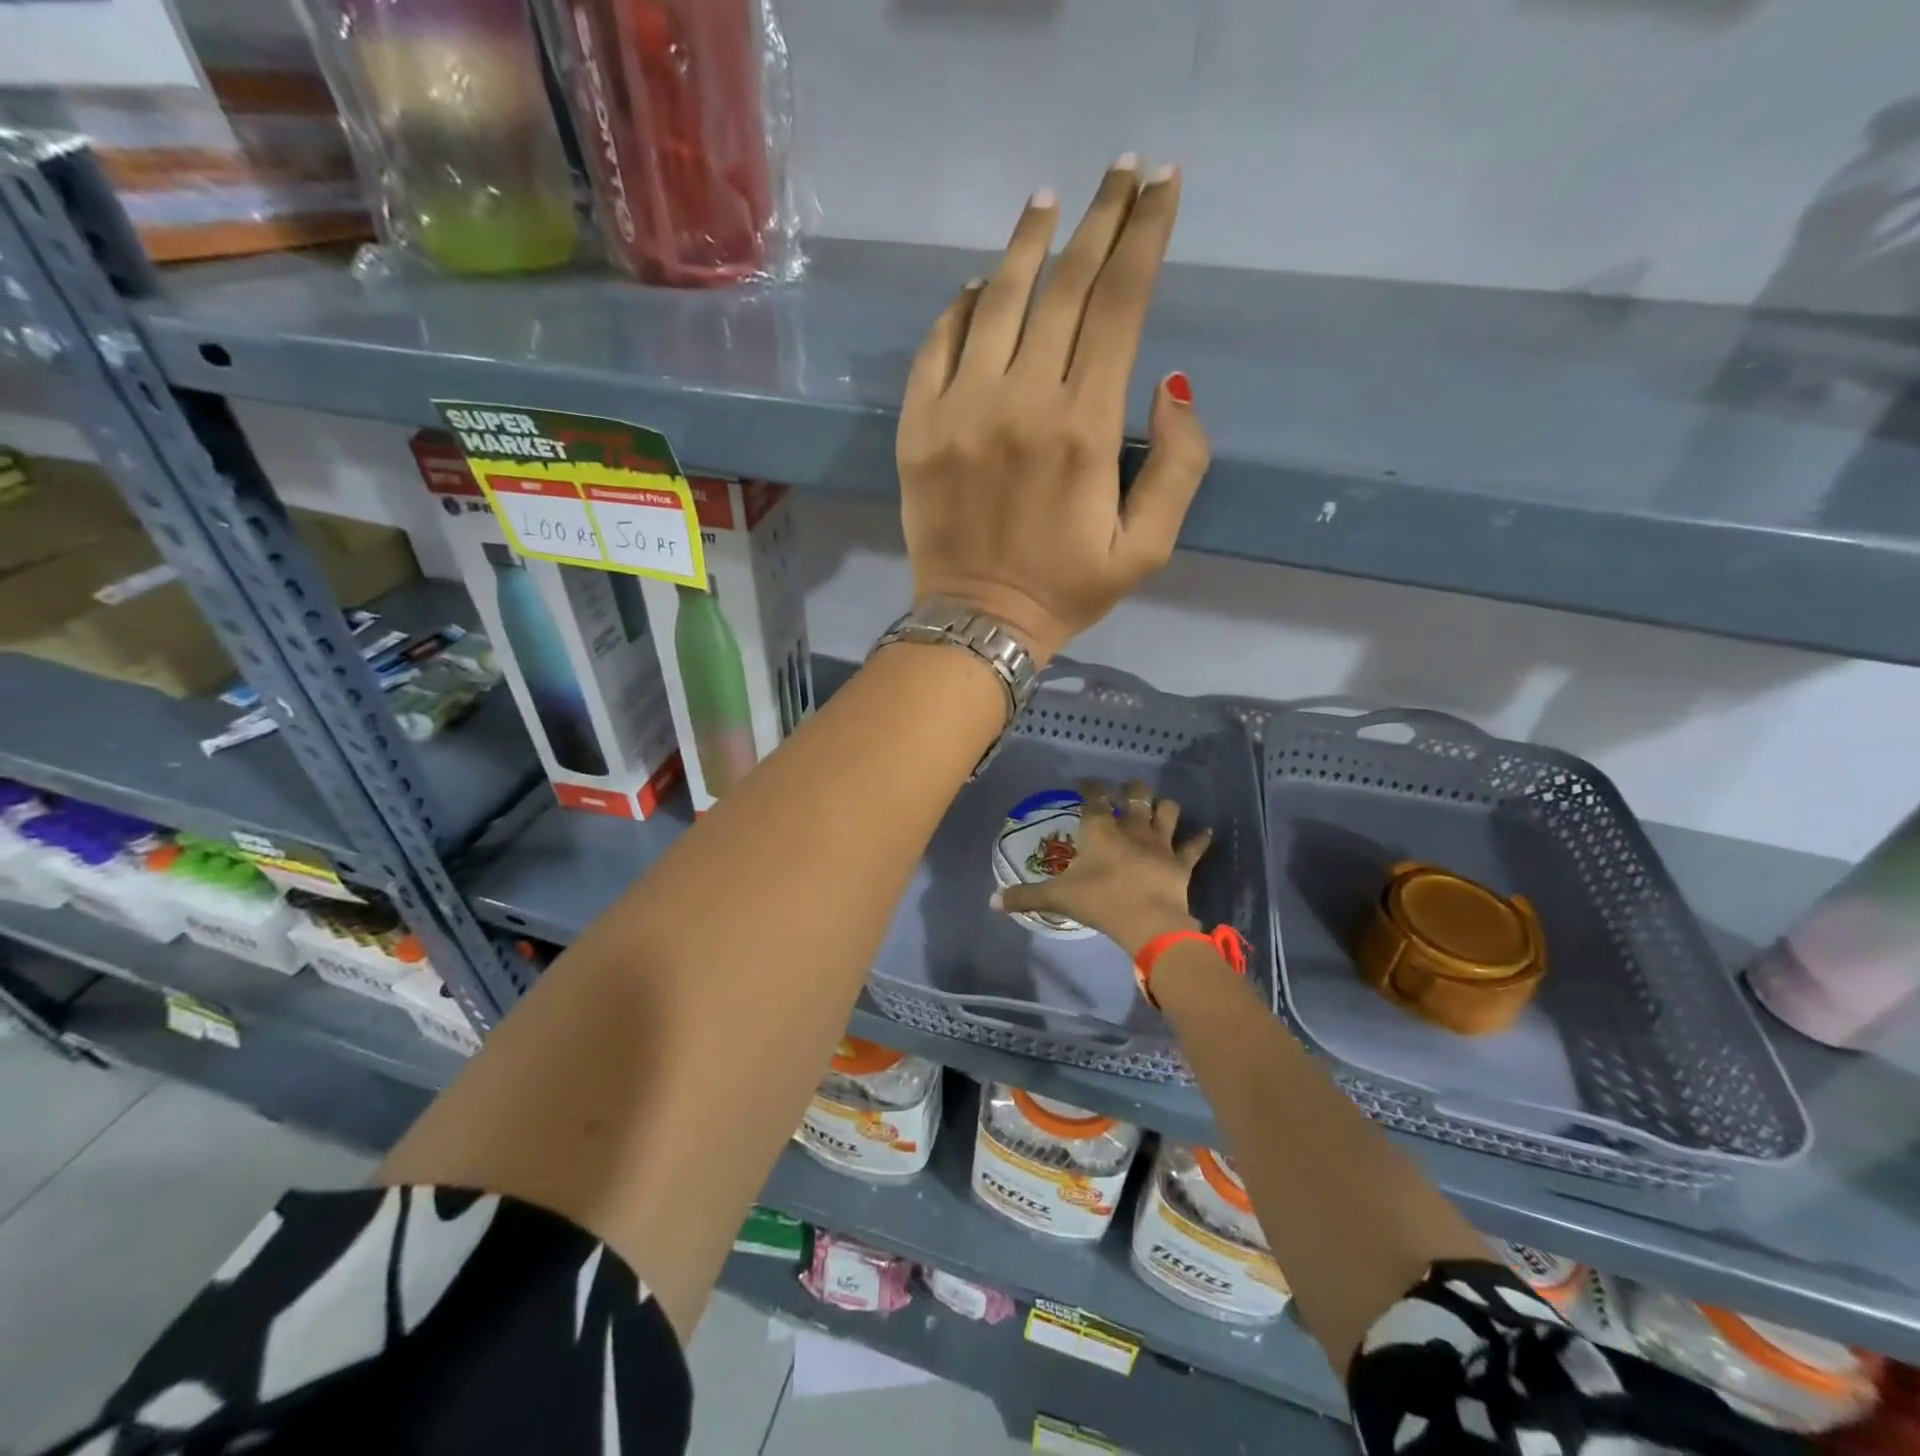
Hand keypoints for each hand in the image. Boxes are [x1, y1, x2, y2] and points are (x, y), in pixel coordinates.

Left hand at [895, 159, 1210, 663]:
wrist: (978, 622)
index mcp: (1083, 428)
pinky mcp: (917, 427)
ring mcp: (960, 410)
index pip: (1120, 304)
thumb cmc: (1067, 590)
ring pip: (997, 301)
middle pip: (1065, 286)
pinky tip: (979, 286)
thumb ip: (1178, 465)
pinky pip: (937, 345)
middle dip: (1099, 220)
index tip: (1161, 185)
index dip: (1145, 235)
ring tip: (1049, 204)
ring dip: (1028, 245)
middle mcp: (1020, 402)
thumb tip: (1172, 383)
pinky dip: (960, 307)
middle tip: (1119, 172)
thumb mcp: (1148, 548)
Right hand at [992, 779, 1211, 955]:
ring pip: (1166, 811)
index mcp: (1100, 830)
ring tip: (1160, 806)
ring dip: (1163, 807)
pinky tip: (1205, 832)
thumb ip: (1025, 897)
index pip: (1094, 798)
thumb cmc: (1099, 902)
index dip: (1090, 787)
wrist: (1147, 921)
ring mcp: (1160, 843)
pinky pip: (1194, 845)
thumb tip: (991, 901)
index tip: (1087, 782)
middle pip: (1135, 796)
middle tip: (1126, 790)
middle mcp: (1131, 828)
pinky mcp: (1181, 861)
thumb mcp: (1057, 899)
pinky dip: (1200, 838)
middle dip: (1131, 789)